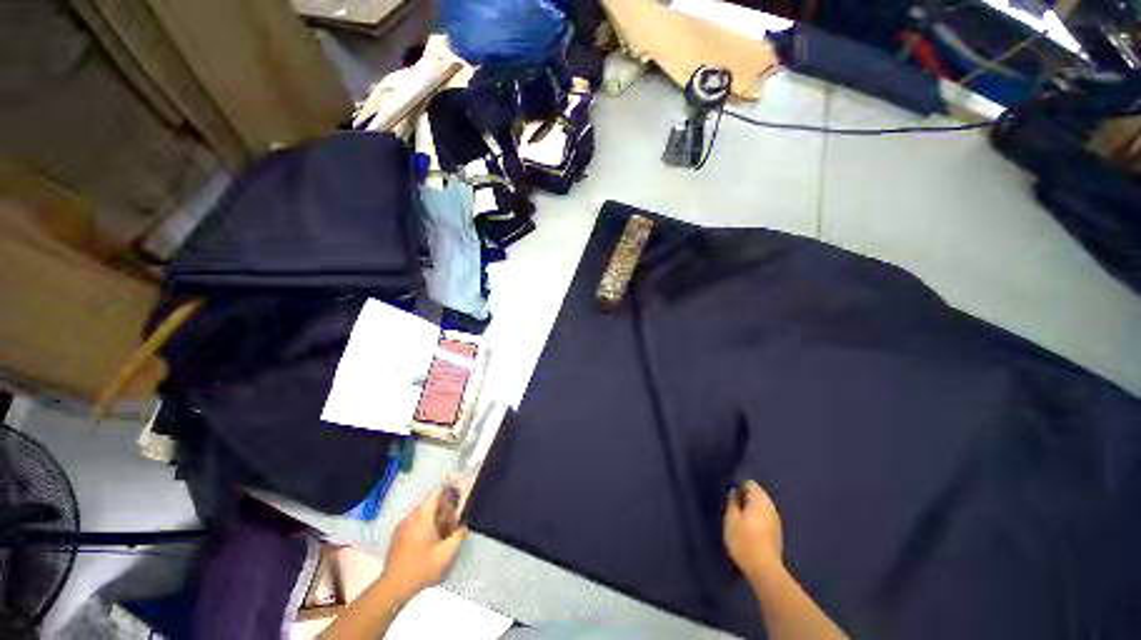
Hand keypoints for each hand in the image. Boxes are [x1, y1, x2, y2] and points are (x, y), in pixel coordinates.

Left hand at [382, 486, 468, 598]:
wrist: (393, 587)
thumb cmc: (421, 568)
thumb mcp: (445, 554)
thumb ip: (458, 537)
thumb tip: (464, 527)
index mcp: (422, 517)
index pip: (435, 494)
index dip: (448, 493)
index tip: (457, 500)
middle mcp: (411, 517)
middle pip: (430, 504)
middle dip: (443, 510)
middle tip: (453, 523)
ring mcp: (402, 527)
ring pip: (422, 514)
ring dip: (434, 519)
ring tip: (443, 534)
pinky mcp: (397, 536)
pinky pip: (414, 522)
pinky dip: (424, 526)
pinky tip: (429, 542)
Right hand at [724, 480, 783, 584]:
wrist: (764, 569)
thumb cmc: (744, 541)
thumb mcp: (731, 519)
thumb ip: (732, 502)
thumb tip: (734, 491)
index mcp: (759, 500)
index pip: (750, 483)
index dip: (739, 487)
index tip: (730, 497)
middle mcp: (770, 506)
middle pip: (757, 494)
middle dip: (745, 498)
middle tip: (732, 508)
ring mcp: (776, 520)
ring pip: (761, 506)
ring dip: (751, 509)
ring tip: (740, 519)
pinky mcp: (777, 532)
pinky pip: (765, 517)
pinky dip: (757, 518)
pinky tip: (750, 529)